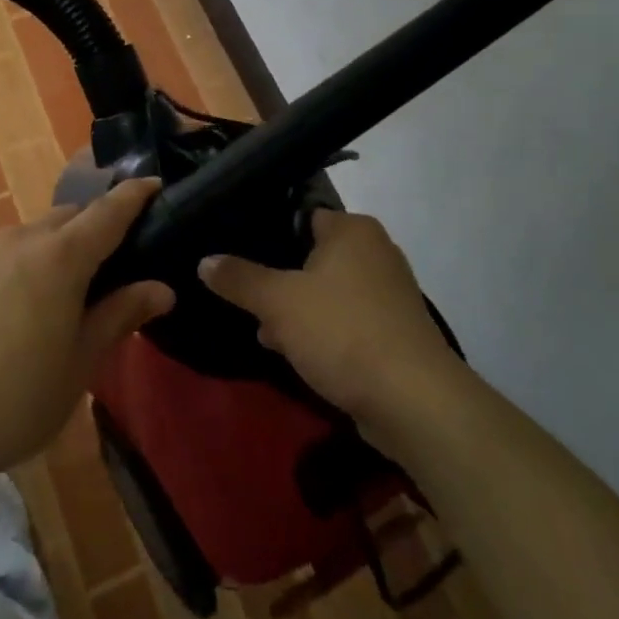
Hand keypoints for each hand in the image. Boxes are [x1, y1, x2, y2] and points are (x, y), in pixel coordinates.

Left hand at [0, 179, 173, 490]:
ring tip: (52, 296)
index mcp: (60, 258)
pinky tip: (1, 315)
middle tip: (106, 262)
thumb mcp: (80, 364)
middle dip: (90, 227)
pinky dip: (11, 271)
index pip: (107, 213)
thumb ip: (119, 316)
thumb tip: (161, 288)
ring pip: (25, 237)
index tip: (153, 183)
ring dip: (48, 251)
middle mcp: (18, 241)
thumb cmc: (16, 399)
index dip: (133, 196)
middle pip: (65, 218)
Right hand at [199, 210, 462, 420]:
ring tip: (264, 330)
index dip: (267, 233)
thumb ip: (239, 278)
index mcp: (353, 230)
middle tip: (245, 295)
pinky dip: (321, 333)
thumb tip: (204, 261)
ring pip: (325, 292)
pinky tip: (294, 353)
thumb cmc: (343, 332)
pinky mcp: (393, 333)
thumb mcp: (277, 302)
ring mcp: (388, 295)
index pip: (300, 215)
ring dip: (297, 310)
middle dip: (278, 279)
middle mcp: (376, 252)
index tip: (236, 252)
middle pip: (310, 256)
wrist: (414, 404)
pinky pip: (344, 322)